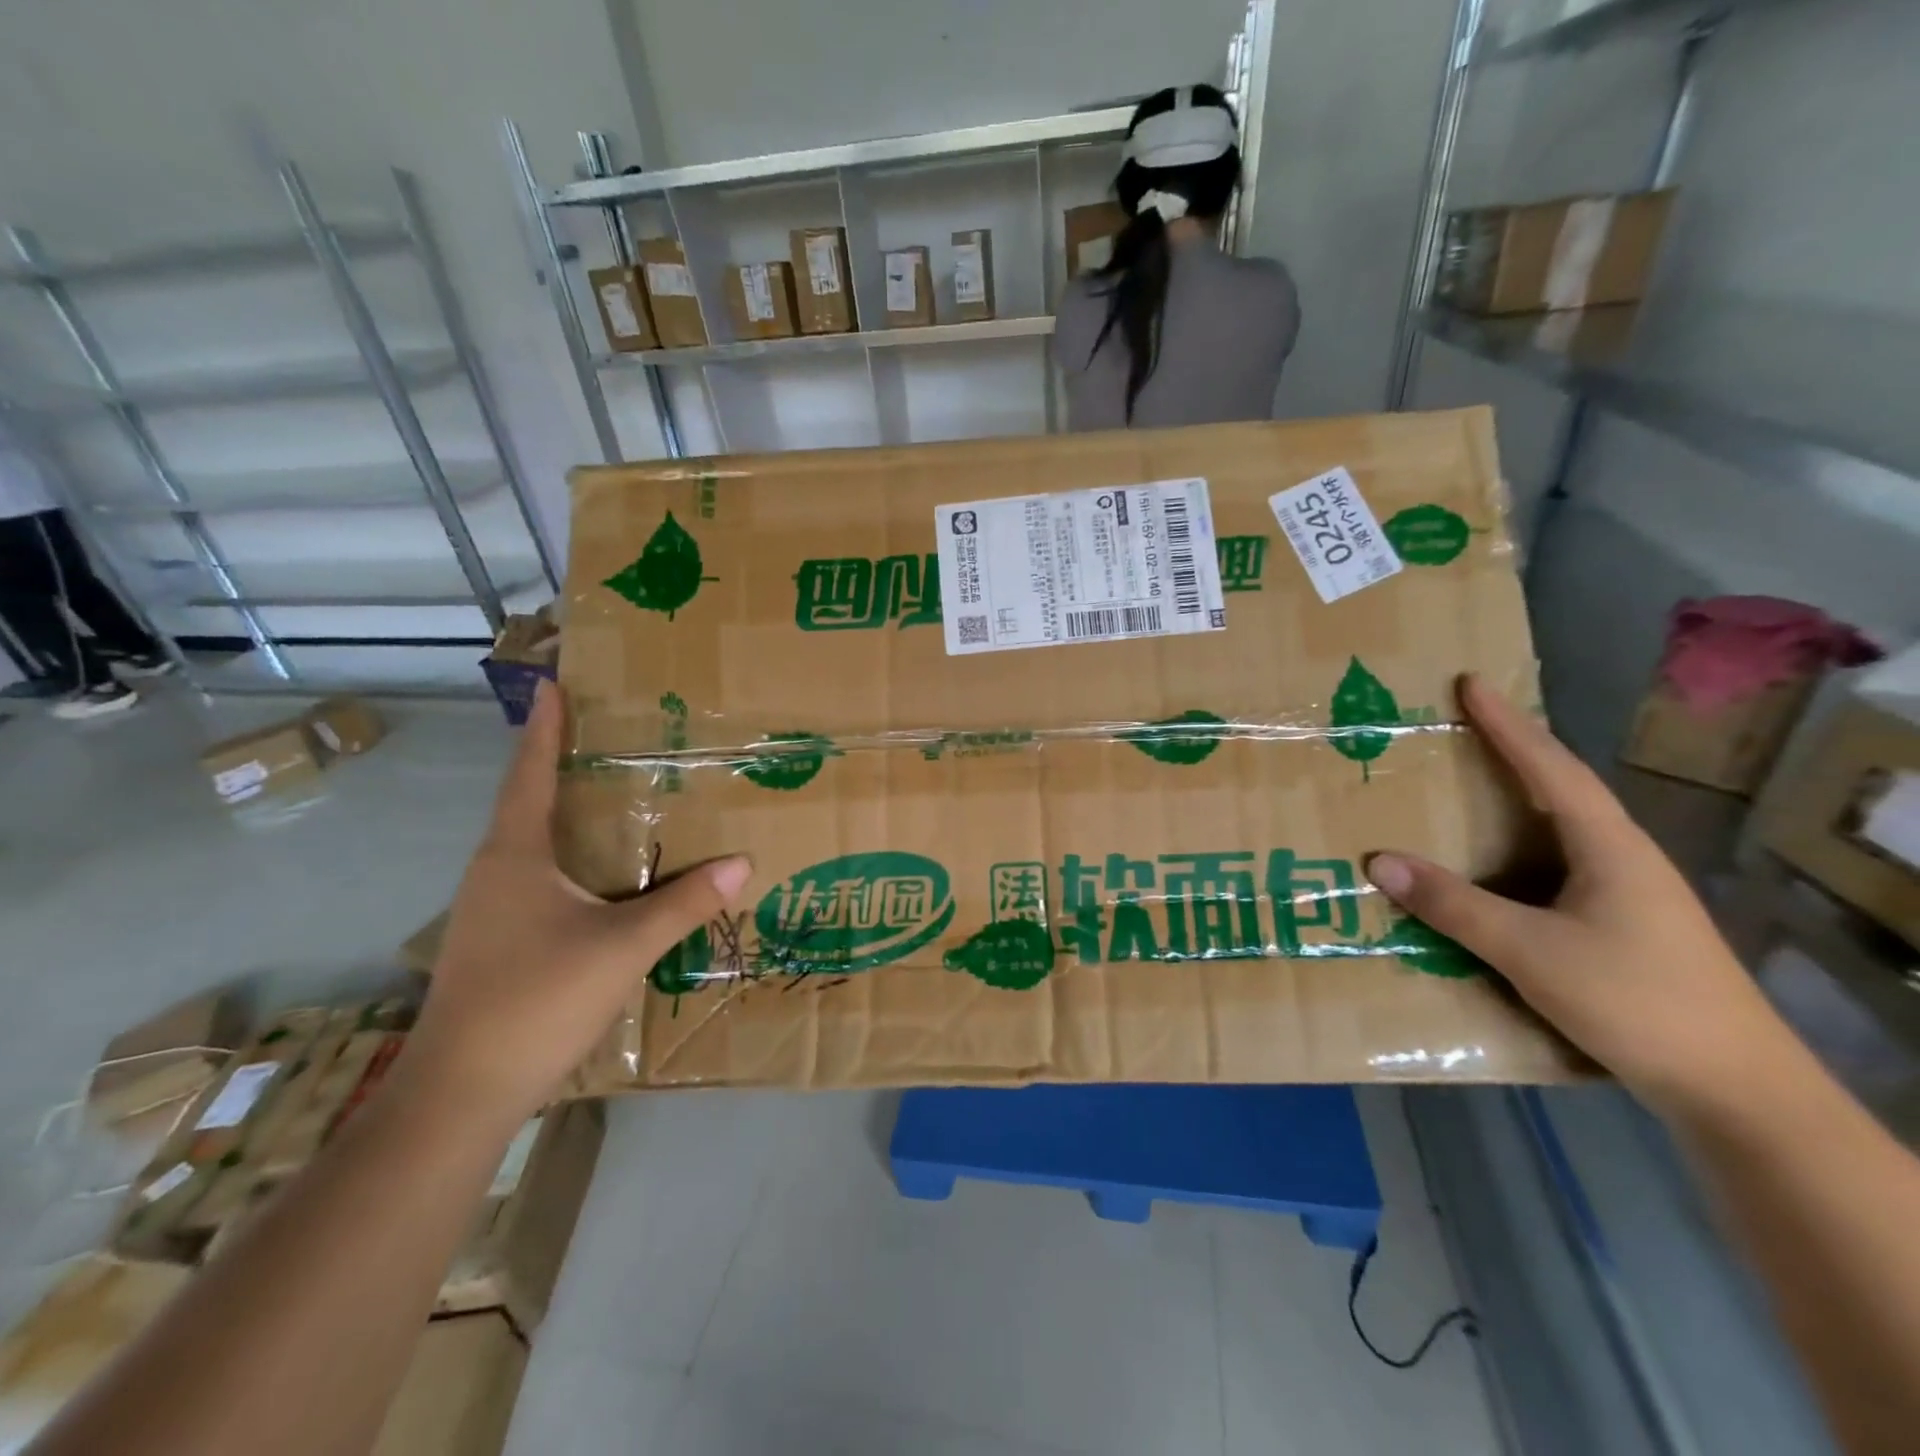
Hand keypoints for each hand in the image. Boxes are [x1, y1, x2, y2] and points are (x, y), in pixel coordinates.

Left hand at [401, 682, 749, 1124]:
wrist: (459, 1093)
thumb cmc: (535, 1000)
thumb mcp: (622, 947)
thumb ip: (683, 904)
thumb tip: (742, 863)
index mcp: (515, 855)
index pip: (530, 774)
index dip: (544, 727)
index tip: (553, 684)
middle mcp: (495, 872)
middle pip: (530, 802)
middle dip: (564, 764)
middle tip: (610, 736)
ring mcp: (490, 909)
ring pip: (533, 844)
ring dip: (567, 815)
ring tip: (615, 798)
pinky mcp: (497, 941)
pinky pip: (538, 878)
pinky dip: (571, 859)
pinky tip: (603, 876)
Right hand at [1365, 675, 1790, 1111]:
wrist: (1735, 1090)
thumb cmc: (1636, 1001)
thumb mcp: (1531, 951)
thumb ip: (1454, 905)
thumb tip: (1380, 860)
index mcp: (1609, 846)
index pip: (1550, 768)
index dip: (1507, 724)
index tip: (1470, 683)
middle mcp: (1622, 858)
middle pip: (1559, 789)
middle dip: (1512, 752)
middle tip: (1460, 727)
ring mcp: (1627, 894)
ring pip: (1560, 830)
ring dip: (1514, 802)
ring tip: (1466, 788)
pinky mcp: (1622, 927)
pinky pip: (1557, 867)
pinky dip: (1517, 850)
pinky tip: (1493, 869)